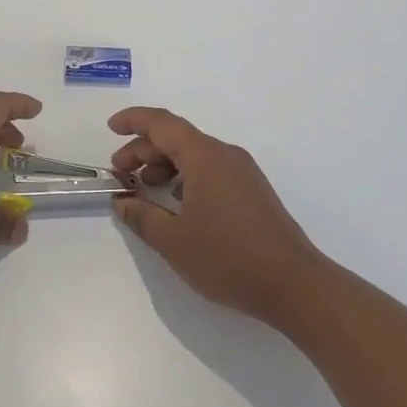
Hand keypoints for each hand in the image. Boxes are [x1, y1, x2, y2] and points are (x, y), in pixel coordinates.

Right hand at [109, 107, 322, 326]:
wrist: (295, 285)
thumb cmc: (229, 258)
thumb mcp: (173, 241)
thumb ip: (142, 216)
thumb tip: (122, 202)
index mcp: (204, 157)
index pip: (162, 123)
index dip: (133, 121)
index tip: (110, 128)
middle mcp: (225, 155)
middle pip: (177, 138)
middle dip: (144, 150)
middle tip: (119, 173)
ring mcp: (243, 172)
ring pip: (195, 155)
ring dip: (165, 165)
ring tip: (144, 188)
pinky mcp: (253, 192)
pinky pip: (211, 170)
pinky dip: (186, 177)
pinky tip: (177, 203)